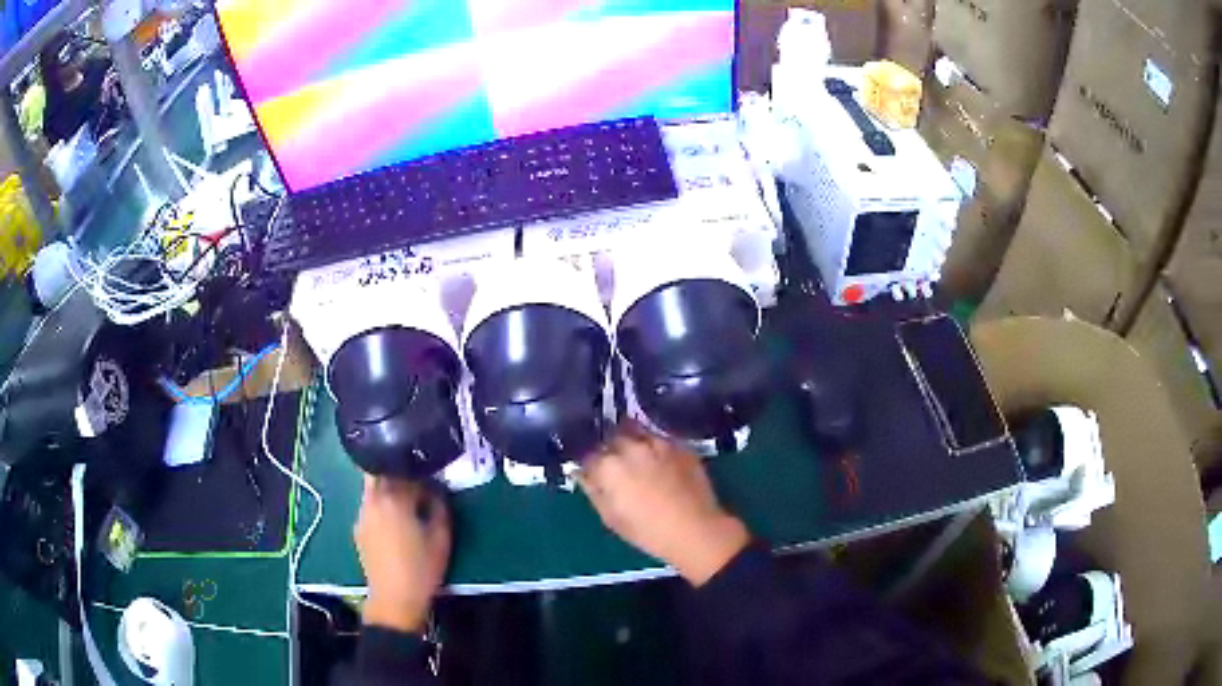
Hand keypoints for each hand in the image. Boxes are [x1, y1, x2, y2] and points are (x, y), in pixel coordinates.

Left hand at [354, 476, 450, 632]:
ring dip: (388, 489)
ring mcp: (362, 515)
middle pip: (381, 472)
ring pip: (373, 488)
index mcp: (394, 499)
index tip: (434, 485)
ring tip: (406, 506)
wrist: (394, 599)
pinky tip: (394, 524)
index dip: (423, 476)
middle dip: (399, 475)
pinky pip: (370, 506)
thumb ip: (439, 507)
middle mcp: (373, 501)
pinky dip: (381, 505)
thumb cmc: (422, 569)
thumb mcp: (441, 538)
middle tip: (417, 488)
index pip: (407, 472)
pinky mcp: (358, 529)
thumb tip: (436, 492)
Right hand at [577, 422, 749, 586]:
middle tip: (613, 462)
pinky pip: (659, 436)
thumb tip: (582, 474)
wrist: (696, 530)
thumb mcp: (611, 518)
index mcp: (608, 466)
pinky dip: (653, 443)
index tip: (591, 470)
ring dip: (630, 438)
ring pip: (635, 429)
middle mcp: (631, 447)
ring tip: (635, 454)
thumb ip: (593, 491)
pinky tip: (657, 457)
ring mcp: (658, 442)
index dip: (588, 462)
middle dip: (609, 447)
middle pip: (611, 436)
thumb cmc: (648, 532)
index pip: (587, 453)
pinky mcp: (679, 444)